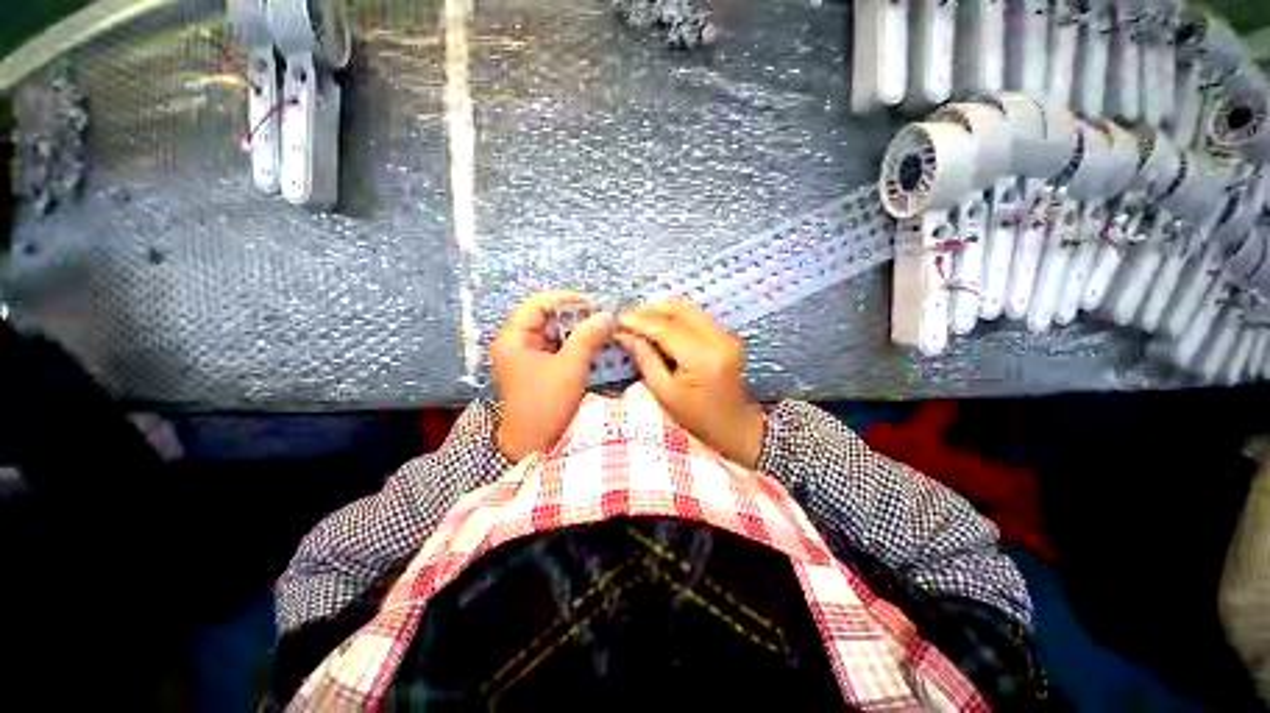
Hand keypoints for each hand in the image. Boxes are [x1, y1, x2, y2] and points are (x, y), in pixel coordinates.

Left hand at [492, 292, 611, 460]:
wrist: (534, 446)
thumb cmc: (547, 403)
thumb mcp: (570, 367)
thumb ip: (588, 337)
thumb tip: (607, 315)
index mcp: (513, 340)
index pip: (537, 305)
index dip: (565, 300)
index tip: (592, 303)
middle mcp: (517, 345)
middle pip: (546, 320)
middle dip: (575, 318)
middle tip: (602, 318)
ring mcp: (528, 359)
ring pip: (554, 336)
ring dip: (578, 333)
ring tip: (603, 331)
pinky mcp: (539, 372)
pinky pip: (558, 351)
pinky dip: (576, 348)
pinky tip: (595, 348)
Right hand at [616, 300, 763, 467]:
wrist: (736, 428)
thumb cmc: (697, 419)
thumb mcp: (664, 393)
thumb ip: (645, 359)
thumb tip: (624, 334)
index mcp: (702, 358)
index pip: (666, 328)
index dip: (640, 321)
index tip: (618, 320)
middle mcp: (718, 339)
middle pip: (680, 310)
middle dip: (651, 310)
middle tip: (628, 318)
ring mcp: (726, 335)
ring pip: (689, 309)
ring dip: (663, 311)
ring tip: (640, 321)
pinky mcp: (727, 336)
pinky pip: (697, 317)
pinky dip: (676, 317)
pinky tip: (660, 326)